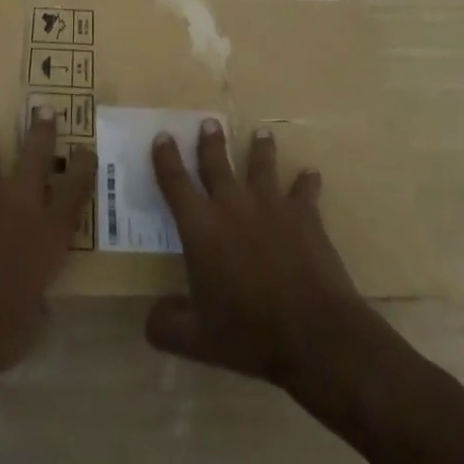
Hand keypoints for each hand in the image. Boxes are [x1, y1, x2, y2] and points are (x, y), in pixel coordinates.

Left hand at [0, 107, 96, 377]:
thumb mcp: (24, 332)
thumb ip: (36, 308)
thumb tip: (39, 301)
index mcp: (47, 236)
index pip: (75, 192)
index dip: (84, 168)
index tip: (87, 149)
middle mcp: (20, 204)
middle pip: (37, 156)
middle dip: (43, 131)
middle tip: (45, 109)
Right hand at [146, 120, 379, 394]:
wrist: (313, 331)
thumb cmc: (249, 332)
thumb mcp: (198, 341)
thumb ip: (168, 326)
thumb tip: (150, 319)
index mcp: (200, 227)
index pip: (175, 182)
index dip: (166, 158)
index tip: (163, 136)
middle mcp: (232, 205)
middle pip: (216, 163)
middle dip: (210, 142)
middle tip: (209, 122)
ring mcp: (270, 205)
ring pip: (261, 165)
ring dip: (260, 148)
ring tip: (262, 132)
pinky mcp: (304, 215)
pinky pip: (305, 190)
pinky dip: (307, 182)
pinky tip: (312, 174)